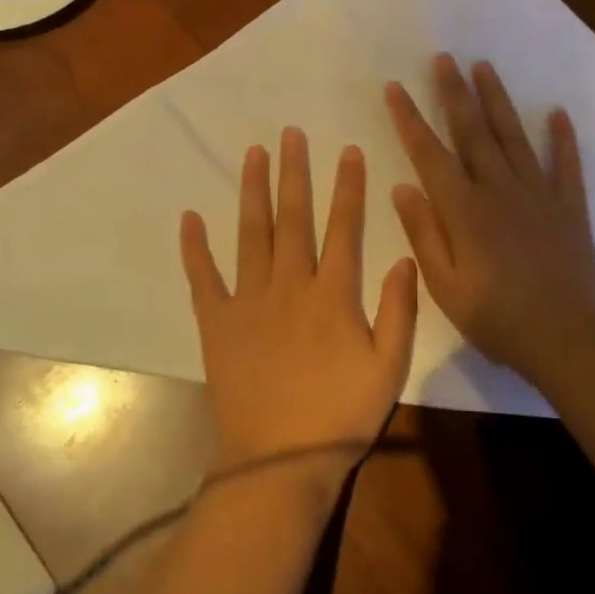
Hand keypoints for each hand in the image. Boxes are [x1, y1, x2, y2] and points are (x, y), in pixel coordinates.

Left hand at [181, 128, 418, 479]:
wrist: (280, 460)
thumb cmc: (341, 414)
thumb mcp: (389, 367)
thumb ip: (400, 310)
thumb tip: (405, 257)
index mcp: (333, 295)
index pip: (344, 228)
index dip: (348, 187)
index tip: (348, 151)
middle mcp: (289, 285)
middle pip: (293, 218)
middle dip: (294, 173)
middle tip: (290, 133)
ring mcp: (248, 301)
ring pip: (250, 234)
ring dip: (252, 192)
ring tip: (253, 154)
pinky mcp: (217, 322)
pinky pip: (203, 278)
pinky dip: (194, 248)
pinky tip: (190, 217)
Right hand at [385, 55, 594, 389]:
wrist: (570, 341)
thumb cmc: (499, 320)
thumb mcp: (446, 288)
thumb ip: (424, 234)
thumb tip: (402, 188)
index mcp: (465, 211)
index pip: (430, 154)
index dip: (410, 119)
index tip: (395, 88)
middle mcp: (500, 190)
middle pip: (473, 132)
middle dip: (454, 93)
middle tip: (444, 58)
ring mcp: (539, 195)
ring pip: (514, 137)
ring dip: (498, 100)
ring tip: (484, 67)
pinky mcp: (569, 208)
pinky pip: (566, 165)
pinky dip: (563, 138)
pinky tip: (558, 113)